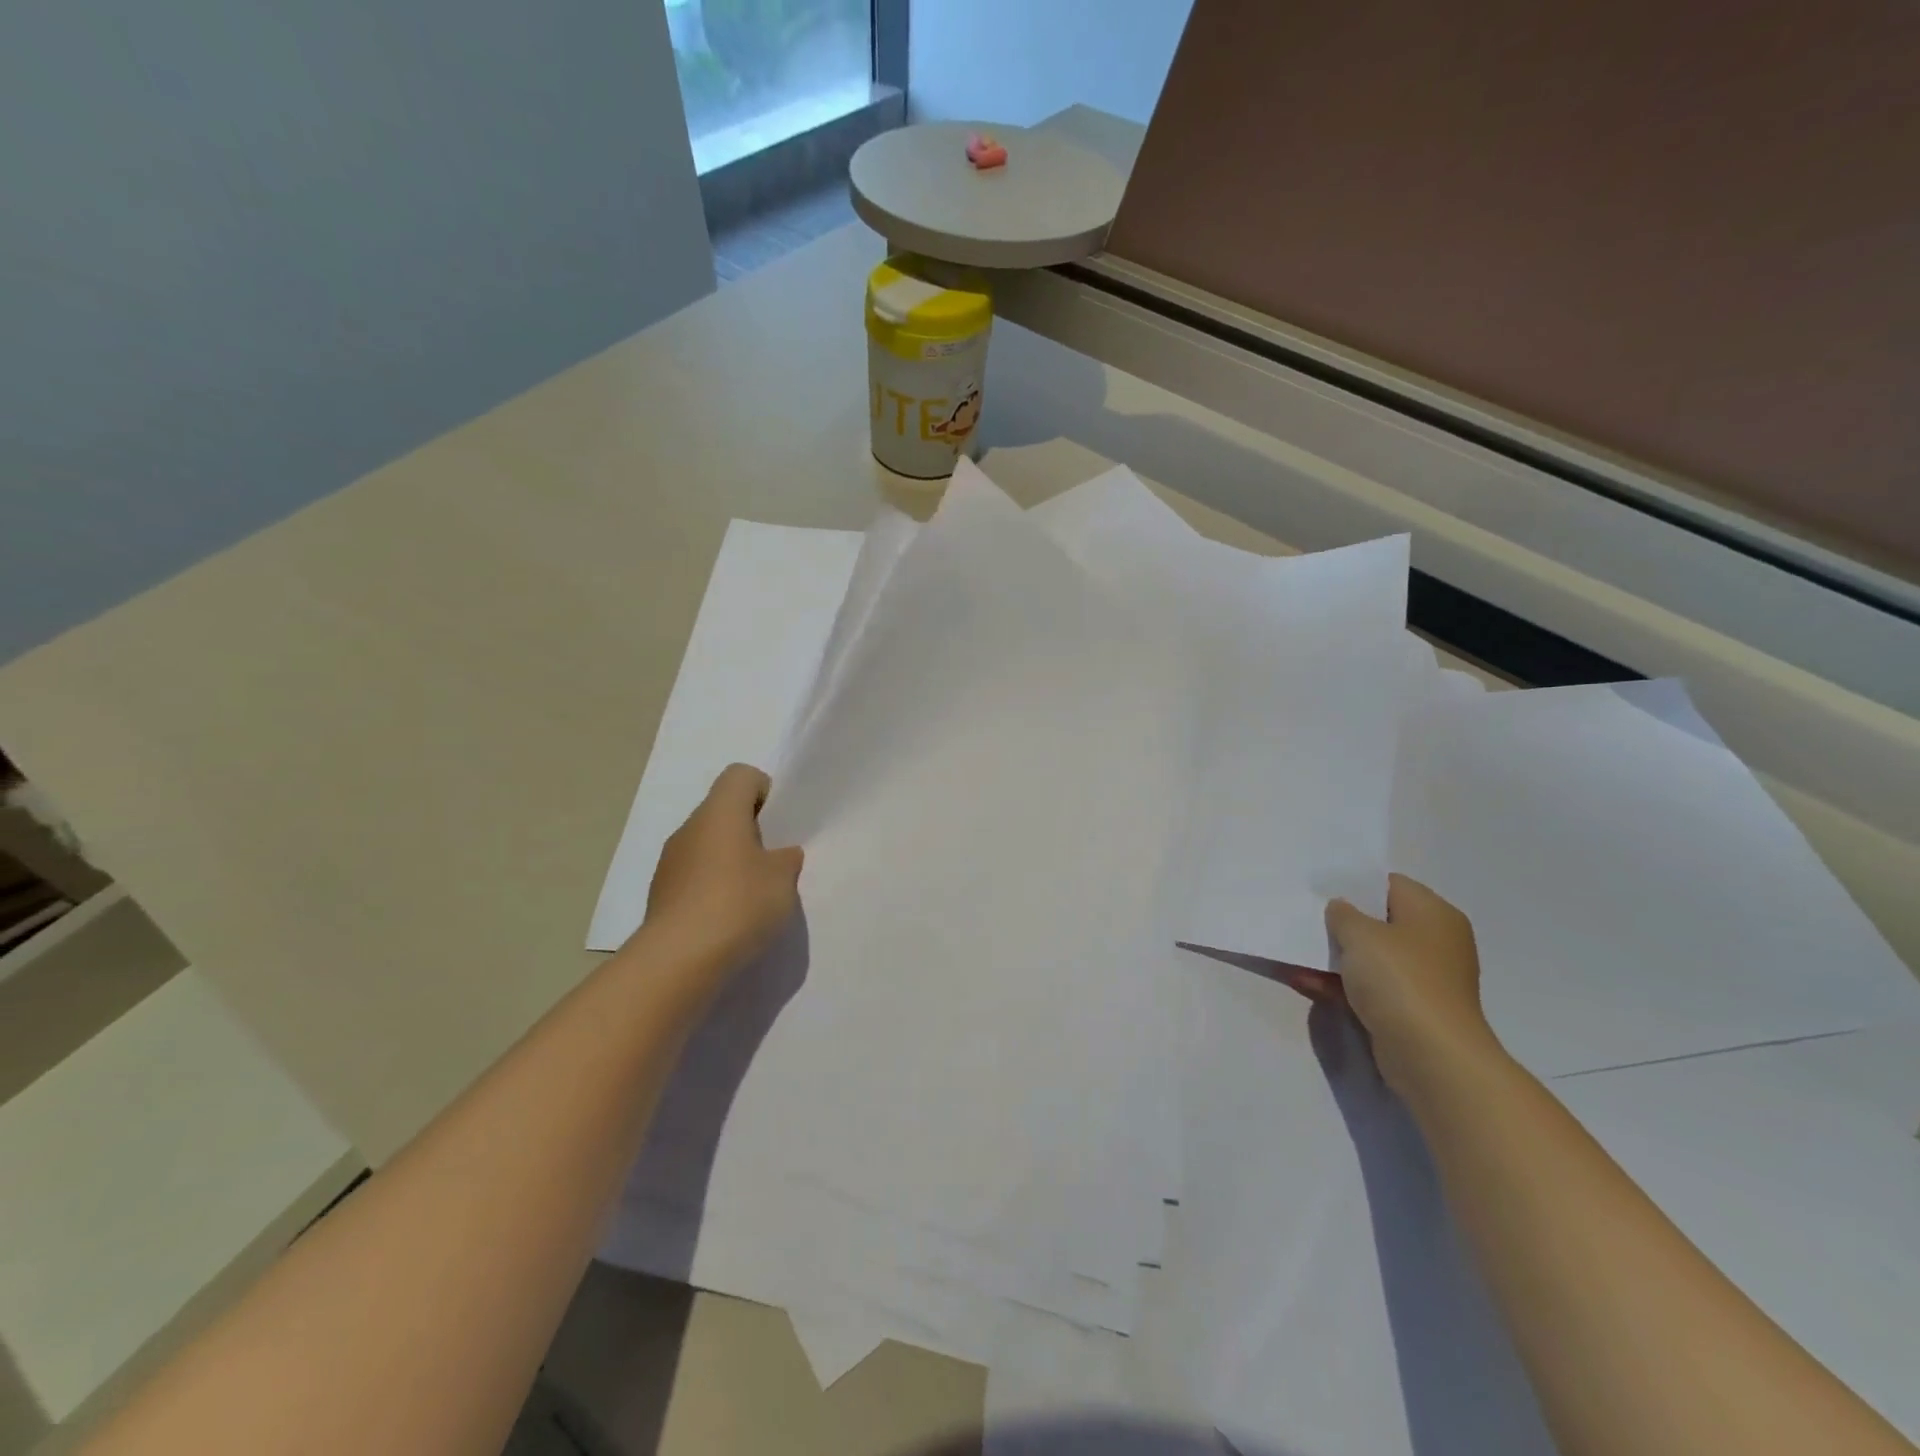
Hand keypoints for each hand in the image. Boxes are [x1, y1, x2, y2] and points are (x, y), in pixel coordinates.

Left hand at [640, 764, 803, 979]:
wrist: (678, 960)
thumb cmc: (738, 904)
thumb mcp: (783, 879)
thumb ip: (786, 859)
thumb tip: (779, 855)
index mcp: (720, 812)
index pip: (741, 776)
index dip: (765, 792)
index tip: (780, 826)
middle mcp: (690, 828)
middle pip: (724, 811)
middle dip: (751, 831)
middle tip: (774, 863)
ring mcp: (670, 862)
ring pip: (708, 845)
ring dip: (731, 861)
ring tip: (753, 897)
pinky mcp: (662, 895)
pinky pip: (695, 877)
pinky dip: (713, 888)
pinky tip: (729, 918)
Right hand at [1308, 874, 1501, 1096]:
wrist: (1431, 1056)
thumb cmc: (1400, 980)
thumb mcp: (1361, 934)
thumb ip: (1343, 914)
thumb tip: (1341, 909)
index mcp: (1432, 914)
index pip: (1389, 884)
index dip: (1353, 883)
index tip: (1318, 888)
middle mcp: (1433, 942)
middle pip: (1379, 921)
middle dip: (1341, 922)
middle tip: (1303, 916)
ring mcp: (1422, 979)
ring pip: (1370, 957)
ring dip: (1335, 955)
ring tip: (1295, 948)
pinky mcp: (1408, 1010)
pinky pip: (1367, 987)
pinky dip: (1339, 983)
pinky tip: (1302, 980)